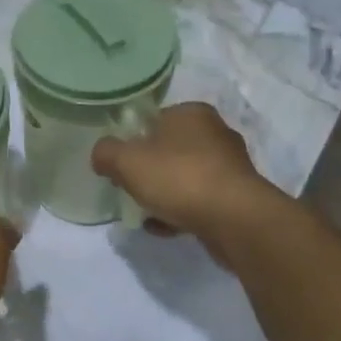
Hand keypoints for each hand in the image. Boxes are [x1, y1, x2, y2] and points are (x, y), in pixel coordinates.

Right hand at [91, 102, 284, 253]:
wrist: (236, 220)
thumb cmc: (179, 178)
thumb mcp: (126, 160)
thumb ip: (106, 153)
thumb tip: (102, 156)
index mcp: (191, 113)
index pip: (154, 119)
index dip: (132, 139)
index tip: (120, 162)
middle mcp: (216, 133)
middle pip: (169, 149)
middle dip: (148, 169)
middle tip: (129, 186)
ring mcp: (230, 167)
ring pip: (185, 177)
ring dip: (164, 193)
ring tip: (145, 211)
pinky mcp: (238, 197)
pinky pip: (200, 201)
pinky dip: (180, 212)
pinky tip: (163, 227)